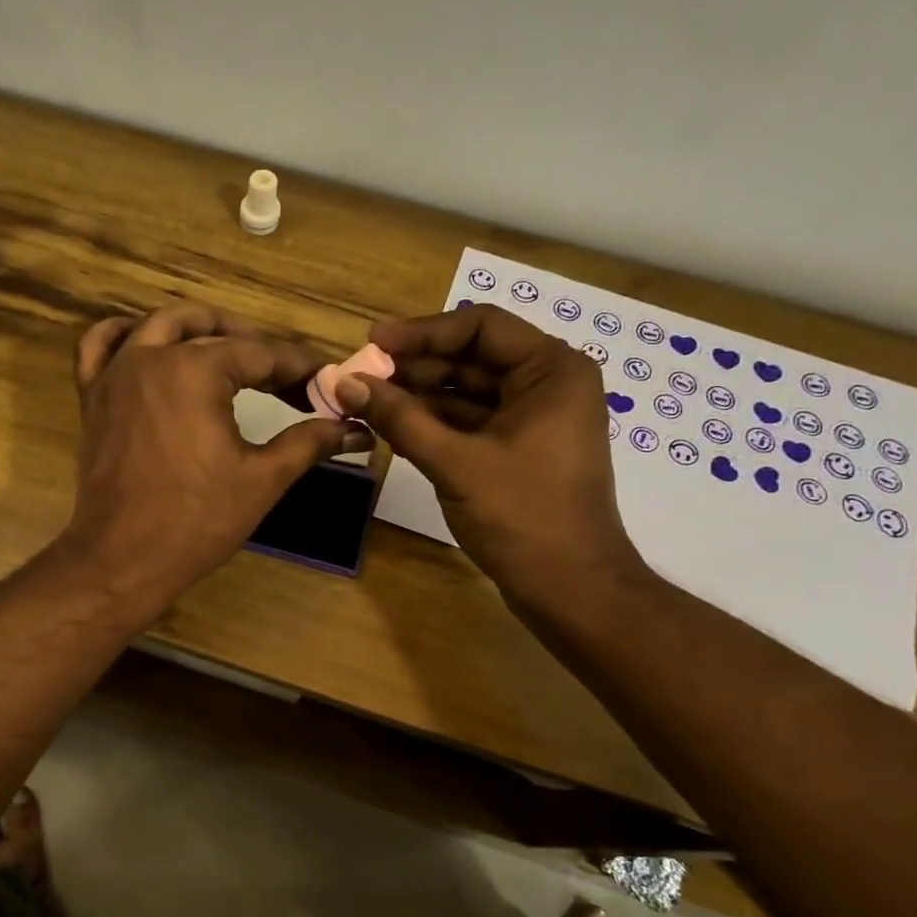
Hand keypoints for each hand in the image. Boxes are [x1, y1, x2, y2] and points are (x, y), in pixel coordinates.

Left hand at [60, 304, 370, 605]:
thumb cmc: (196, 520)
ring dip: (197, 327)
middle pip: (211, 331)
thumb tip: (355, 428)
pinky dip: (123, 335)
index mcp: (194, 370)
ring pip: (157, 326)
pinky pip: (99, 347)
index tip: (324, 382)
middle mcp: (151, 357)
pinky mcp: (92, 397)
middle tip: (285, 376)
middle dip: (254, 346)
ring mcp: (114, 374)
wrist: (123, 559)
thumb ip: (308, 443)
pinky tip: (145, 343)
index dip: (298, 368)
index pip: (259, 355)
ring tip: (227, 348)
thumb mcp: (262, 479)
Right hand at [334, 304, 645, 615]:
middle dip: (414, 367)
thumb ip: (399, 418)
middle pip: (471, 359)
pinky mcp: (518, 451)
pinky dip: (432, 423)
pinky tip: (391, 427)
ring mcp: (533, 420)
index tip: (372, 344)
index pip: (480, 327)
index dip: (422, 332)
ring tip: (365, 401)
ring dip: (418, 396)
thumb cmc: (523, 517)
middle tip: (360, 377)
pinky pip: (469, 423)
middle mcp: (547, 385)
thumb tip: (346, 383)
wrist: (570, 589)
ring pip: (466, 393)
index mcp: (551, 371)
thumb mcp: (455, 462)